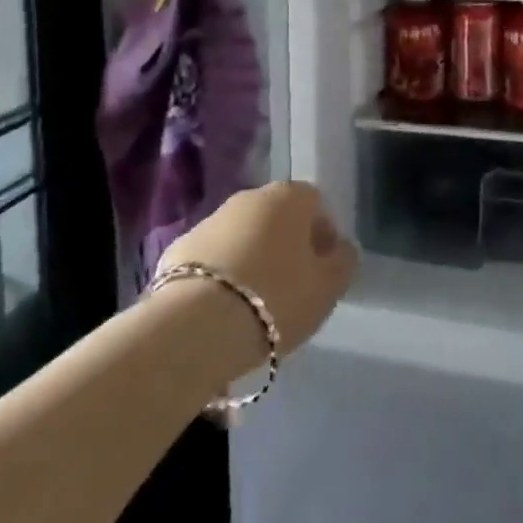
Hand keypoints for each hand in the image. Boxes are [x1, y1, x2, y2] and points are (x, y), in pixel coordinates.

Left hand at [157, 182, 358, 358]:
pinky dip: (220, 277)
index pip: (316, 204)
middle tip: (290, 288)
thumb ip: (343, 261)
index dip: (323, 235)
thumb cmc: (277, 298)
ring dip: (251, 260)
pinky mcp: (178, 249)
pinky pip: (212, 260)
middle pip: (277, 218)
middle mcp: (249, 197)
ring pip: (242, 237)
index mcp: (288, 197)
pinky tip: (222, 311)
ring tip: (254, 306)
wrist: (196, 326)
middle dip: (285, 246)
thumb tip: (340, 248)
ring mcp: (210, 220)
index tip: (322, 270)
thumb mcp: (327, 287)